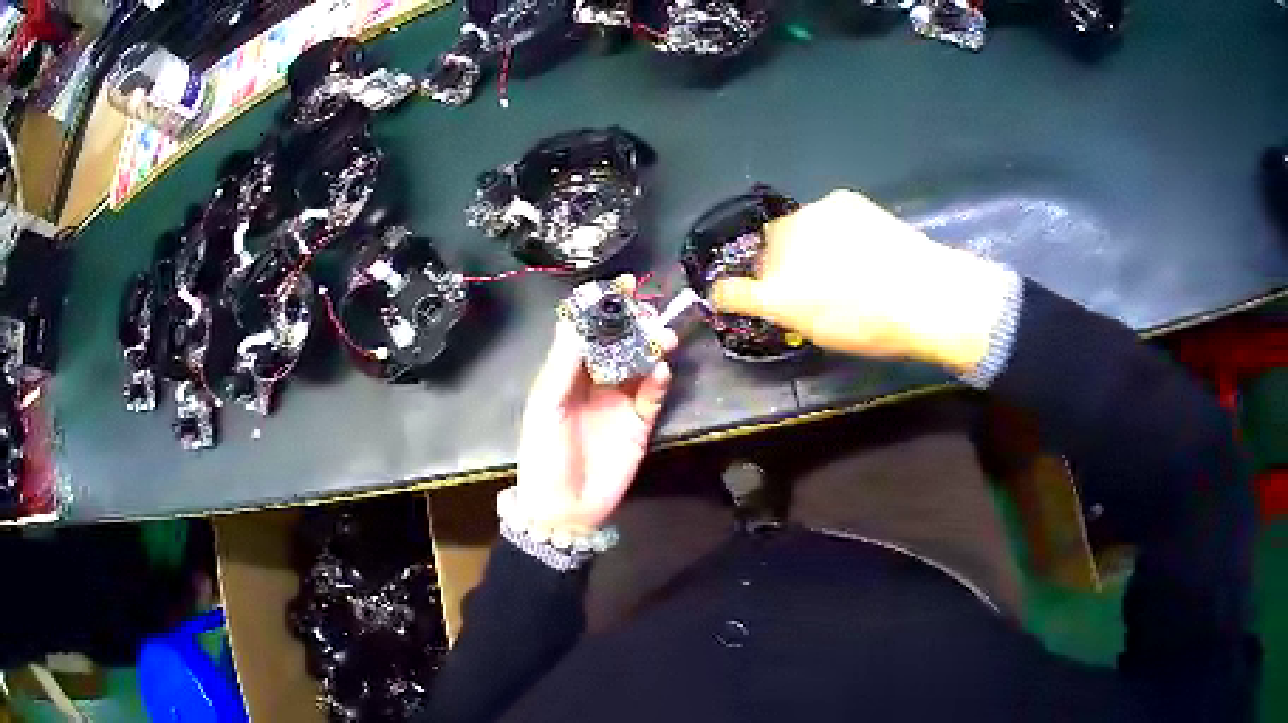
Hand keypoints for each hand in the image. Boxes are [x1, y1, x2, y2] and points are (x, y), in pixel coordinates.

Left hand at [515, 287, 677, 532]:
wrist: (564, 508)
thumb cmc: (545, 455)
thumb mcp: (546, 407)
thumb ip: (563, 365)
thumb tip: (577, 320)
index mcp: (567, 374)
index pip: (588, 333)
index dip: (603, 309)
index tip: (623, 286)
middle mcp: (595, 382)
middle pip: (619, 344)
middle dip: (635, 326)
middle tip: (650, 313)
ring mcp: (619, 402)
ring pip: (640, 365)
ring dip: (651, 349)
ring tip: (663, 339)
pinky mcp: (640, 424)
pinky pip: (653, 396)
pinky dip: (658, 382)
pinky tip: (660, 372)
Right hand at [710, 190, 1016, 374]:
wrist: (926, 293)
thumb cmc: (870, 323)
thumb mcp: (813, 327)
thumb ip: (766, 307)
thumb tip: (731, 294)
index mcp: (777, 285)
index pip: (741, 286)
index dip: (746, 292)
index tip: (758, 299)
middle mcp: (785, 243)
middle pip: (769, 251)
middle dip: (780, 263)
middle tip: (810, 285)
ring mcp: (817, 215)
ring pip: (797, 229)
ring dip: (805, 243)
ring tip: (840, 266)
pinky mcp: (846, 202)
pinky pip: (825, 214)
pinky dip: (830, 227)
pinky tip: (858, 247)